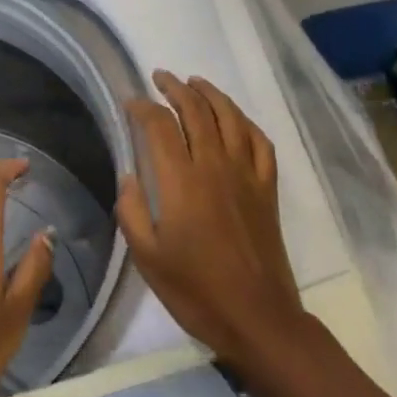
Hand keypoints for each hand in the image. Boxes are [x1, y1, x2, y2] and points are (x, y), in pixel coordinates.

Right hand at [116, 71, 307, 370]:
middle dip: (175, 88)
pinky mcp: (267, 188)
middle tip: (160, 77)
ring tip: (195, 82)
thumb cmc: (196, 291)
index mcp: (181, 181)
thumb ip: (132, 211)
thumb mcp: (148, 258)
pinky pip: (260, 142)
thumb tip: (129, 176)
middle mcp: (214, 166)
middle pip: (196, 110)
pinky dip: (245, 122)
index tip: (130, 101)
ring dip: (211, 94)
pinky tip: (235, 119)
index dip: (143, 107)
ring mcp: (246, 174)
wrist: (258, 318)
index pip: (159, 126)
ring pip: (230, 117)